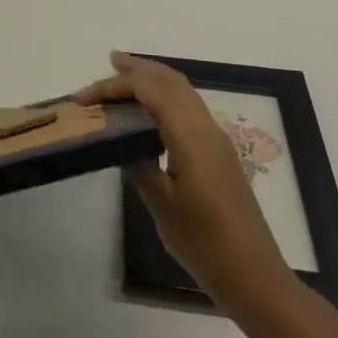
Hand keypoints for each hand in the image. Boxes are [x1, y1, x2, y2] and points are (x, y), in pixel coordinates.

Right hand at [78, 52, 290, 315]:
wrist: (252, 274)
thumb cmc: (203, 241)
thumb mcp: (161, 204)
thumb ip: (141, 166)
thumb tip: (128, 145)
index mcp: (190, 135)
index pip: (150, 90)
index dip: (115, 86)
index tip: (84, 98)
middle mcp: (206, 127)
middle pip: (171, 81)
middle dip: (140, 68)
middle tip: (110, 62)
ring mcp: (216, 139)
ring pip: (184, 92)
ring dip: (155, 80)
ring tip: (127, 78)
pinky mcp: (219, 154)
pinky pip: (190, 108)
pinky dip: (166, 98)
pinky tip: (151, 113)